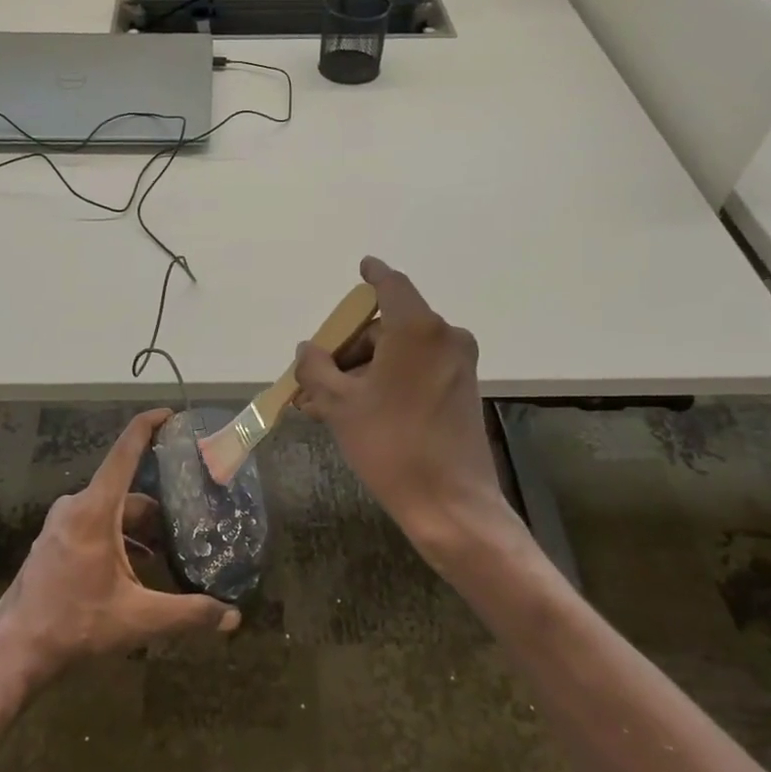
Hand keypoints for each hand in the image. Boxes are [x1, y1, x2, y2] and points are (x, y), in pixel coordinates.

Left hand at [0, 408, 240, 685]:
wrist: (14, 652)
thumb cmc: (75, 625)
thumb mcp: (138, 619)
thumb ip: (188, 614)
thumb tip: (233, 617)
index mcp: (94, 510)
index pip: (125, 452)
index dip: (148, 426)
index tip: (171, 414)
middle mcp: (75, 508)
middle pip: (125, 492)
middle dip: (158, 508)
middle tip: (190, 522)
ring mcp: (60, 525)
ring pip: (110, 513)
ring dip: (138, 530)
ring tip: (168, 555)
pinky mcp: (53, 543)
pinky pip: (93, 526)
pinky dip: (118, 540)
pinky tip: (135, 572)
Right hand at [293, 257, 509, 572]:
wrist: (451, 504)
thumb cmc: (390, 445)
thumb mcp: (340, 405)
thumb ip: (316, 368)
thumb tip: (307, 350)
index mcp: (417, 329)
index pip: (391, 285)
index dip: (373, 274)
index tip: (362, 267)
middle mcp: (444, 338)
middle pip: (388, 326)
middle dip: (349, 347)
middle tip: (316, 375)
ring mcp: (458, 365)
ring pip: (400, 352)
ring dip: (364, 369)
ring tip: (326, 403)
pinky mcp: (462, 390)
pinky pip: (417, 371)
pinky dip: (388, 380)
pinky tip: (357, 410)